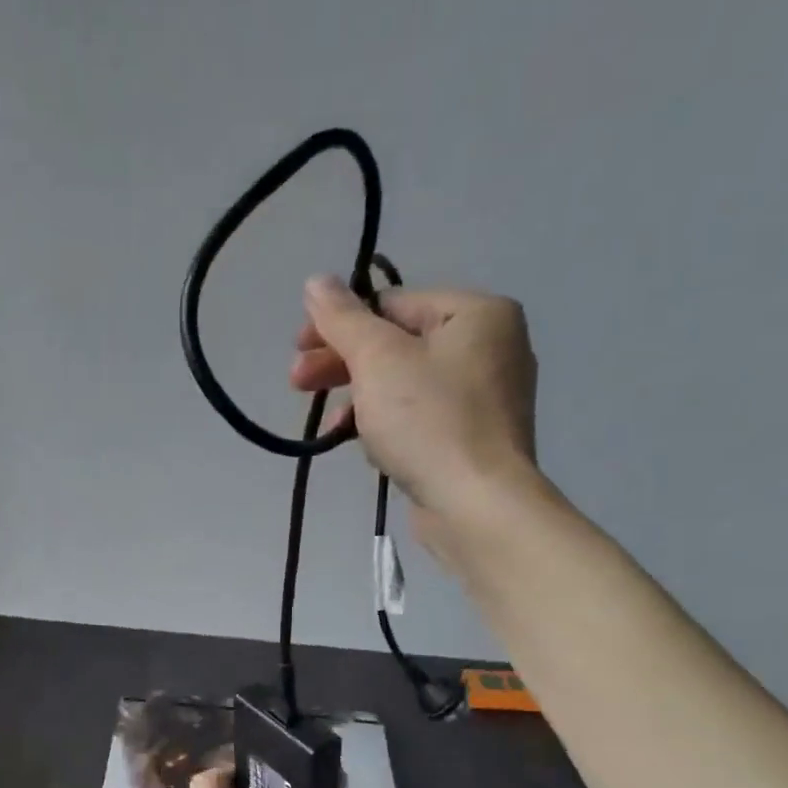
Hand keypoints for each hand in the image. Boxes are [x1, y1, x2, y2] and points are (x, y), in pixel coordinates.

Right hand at [291, 276, 540, 522]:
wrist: (476, 505)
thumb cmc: (428, 421)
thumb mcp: (377, 360)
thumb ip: (343, 319)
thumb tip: (315, 281)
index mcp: (476, 313)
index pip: (392, 303)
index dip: (338, 324)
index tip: (298, 351)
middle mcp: (490, 346)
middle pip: (397, 343)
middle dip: (343, 365)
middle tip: (298, 385)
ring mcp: (484, 397)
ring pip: (404, 384)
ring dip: (360, 400)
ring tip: (331, 427)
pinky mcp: (473, 439)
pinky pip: (419, 418)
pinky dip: (387, 425)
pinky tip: (365, 447)